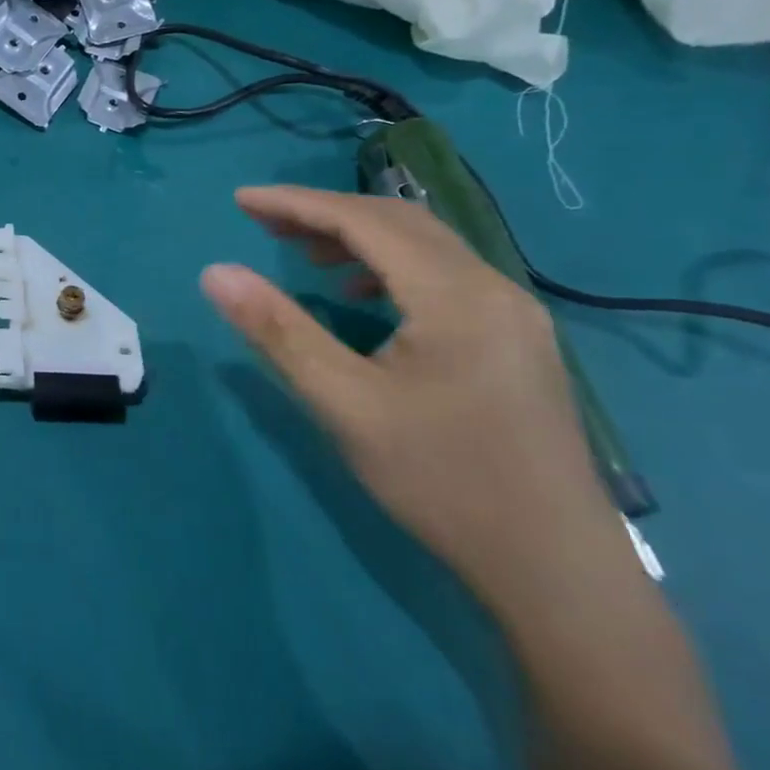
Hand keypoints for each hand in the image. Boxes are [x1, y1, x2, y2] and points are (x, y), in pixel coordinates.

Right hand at [203, 185, 635, 615]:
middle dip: (324, 213)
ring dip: (357, 237)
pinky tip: (360, 296)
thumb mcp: (344, 403)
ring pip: (424, 247)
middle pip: (399, 222)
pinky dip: (389, 267)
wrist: (554, 568)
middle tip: (261, 222)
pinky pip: (443, 276)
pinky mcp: (515, 341)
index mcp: (455, 295)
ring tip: (300, 252)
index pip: (365, 221)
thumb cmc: (442, 480)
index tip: (240, 201)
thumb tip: (215, 272)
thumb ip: (277, 331)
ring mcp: (513, 315)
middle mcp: (493, 288)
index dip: (296, 204)